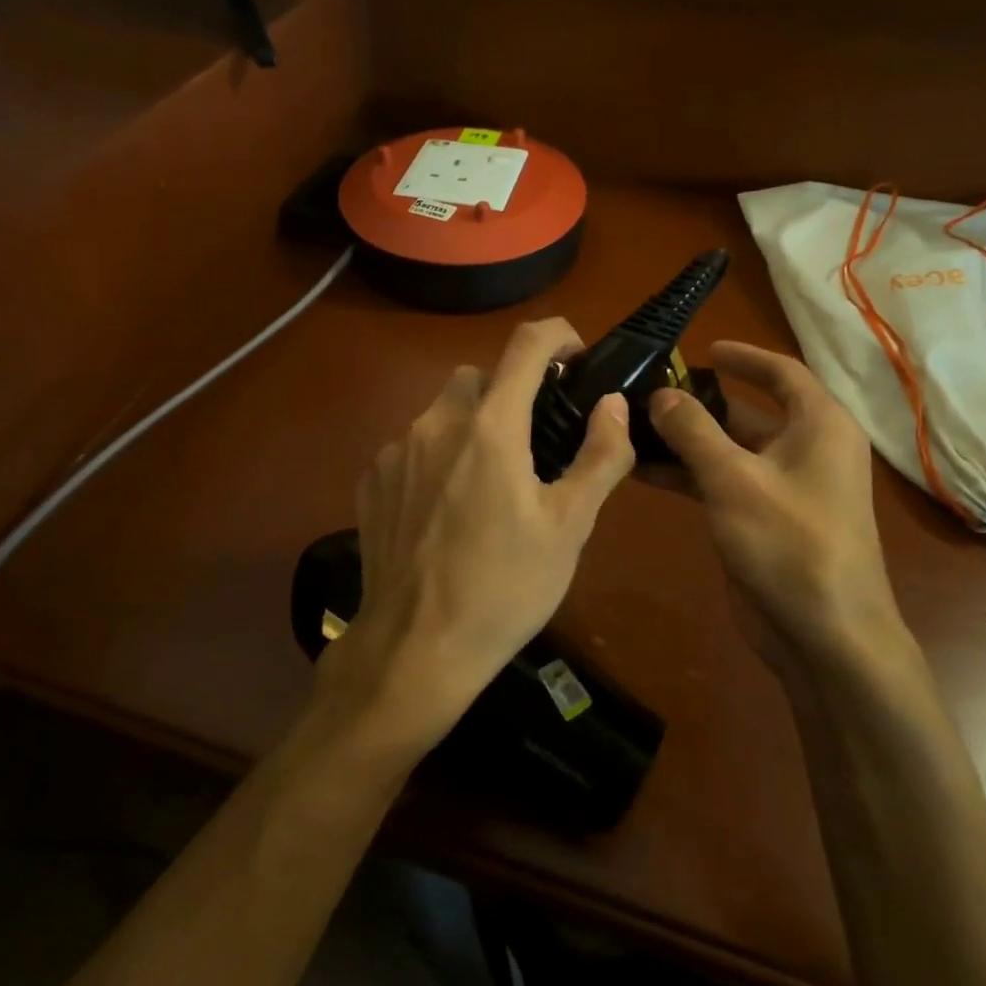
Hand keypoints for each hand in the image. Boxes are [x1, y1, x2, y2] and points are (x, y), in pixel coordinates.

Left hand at [311, 319, 636, 760]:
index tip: (576, 358)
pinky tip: (445, 510)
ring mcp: (395, 451)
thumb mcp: (569, 527)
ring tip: (488, 484)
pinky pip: (411, 446)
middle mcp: (436, 424)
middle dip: (510, 393)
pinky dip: (436, 457)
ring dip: (470, 426)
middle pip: (479, 377)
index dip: (558, 336)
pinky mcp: (371, 481)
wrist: (415, 650)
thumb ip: (600, 455)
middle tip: (533, 443)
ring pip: (441, 411)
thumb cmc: (504, 588)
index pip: (526, 345)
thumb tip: (613, 403)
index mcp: (490, 427)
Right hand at [648, 342, 905, 672]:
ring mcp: (784, 487)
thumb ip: (694, 431)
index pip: (781, 373)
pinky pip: (722, 482)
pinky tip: (643, 471)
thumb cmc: (790, 544)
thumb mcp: (734, 480)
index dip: (742, 357)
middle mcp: (806, 449)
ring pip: (729, 449)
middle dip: (699, 402)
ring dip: (686, 441)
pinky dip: (688, 474)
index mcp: (818, 426)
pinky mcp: (762, 519)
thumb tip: (660, 394)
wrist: (826, 637)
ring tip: (632, 429)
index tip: (701, 348)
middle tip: (646, 391)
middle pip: (748, 411)